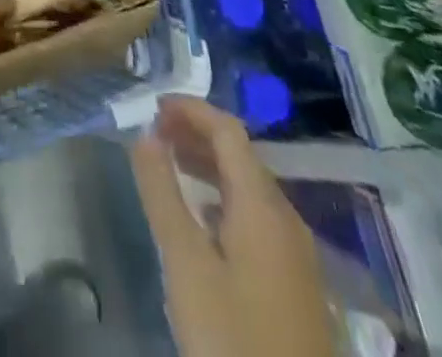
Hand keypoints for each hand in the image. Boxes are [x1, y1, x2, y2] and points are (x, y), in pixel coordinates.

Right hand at [129, 97, 337, 356]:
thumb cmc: (232, 337)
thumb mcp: (185, 264)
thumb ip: (162, 193)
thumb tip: (145, 134)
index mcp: (263, 205)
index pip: (228, 130)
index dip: (190, 109)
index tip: (152, 107)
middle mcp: (286, 218)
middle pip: (241, 155)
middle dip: (196, 134)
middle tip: (153, 134)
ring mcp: (297, 254)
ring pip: (250, 187)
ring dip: (209, 166)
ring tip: (170, 166)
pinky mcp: (296, 284)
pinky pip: (257, 216)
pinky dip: (224, 198)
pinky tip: (202, 220)